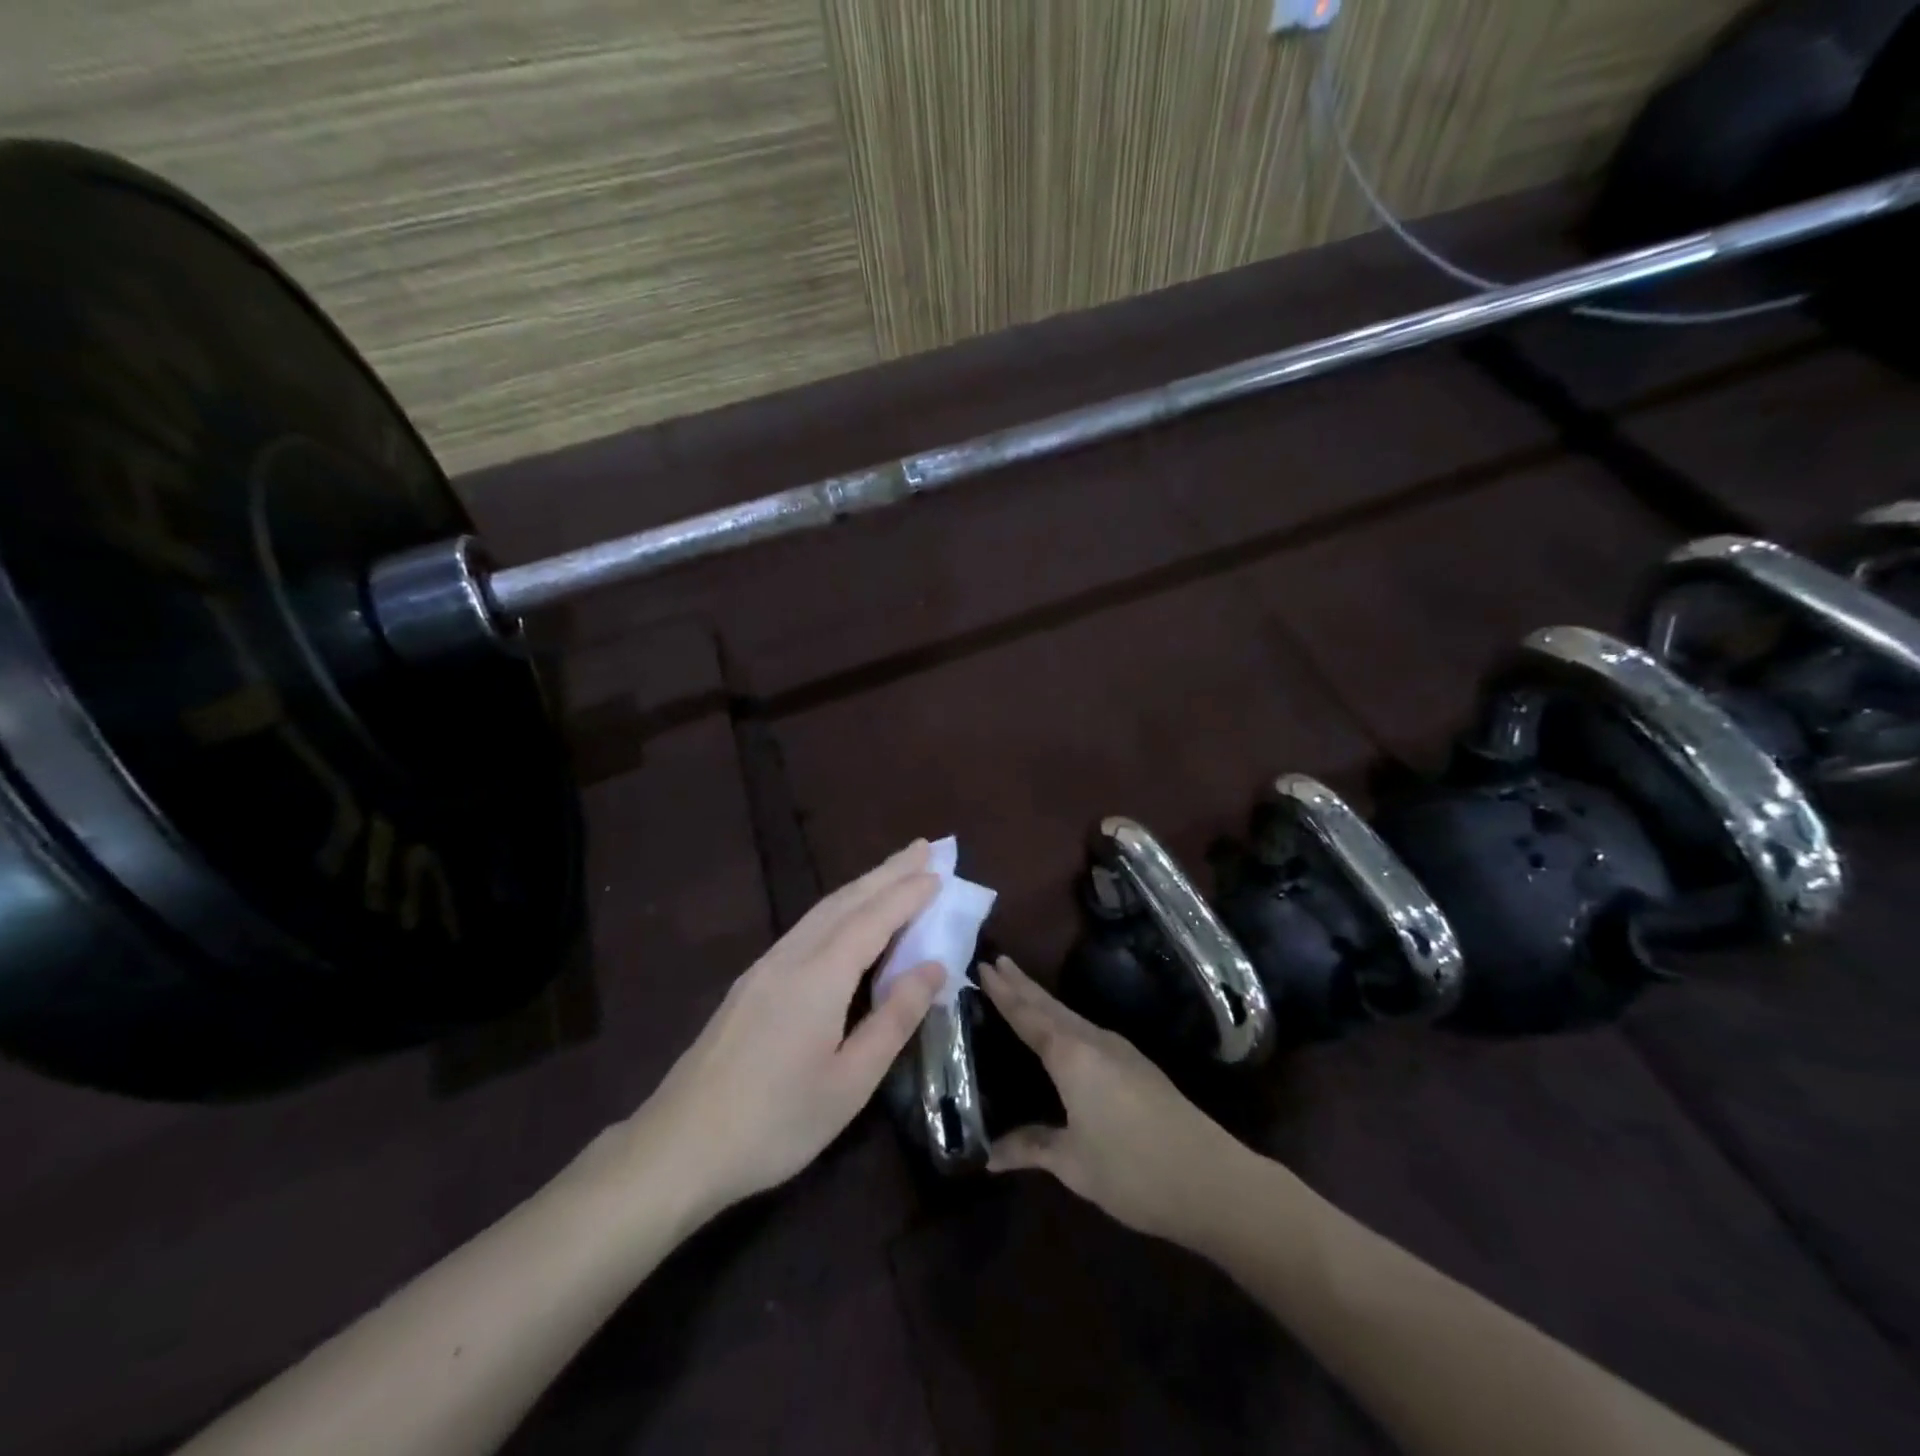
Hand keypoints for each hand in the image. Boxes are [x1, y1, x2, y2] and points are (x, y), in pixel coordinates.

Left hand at [629, 841, 945, 1216]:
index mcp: (819, 977)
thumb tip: (933, 966)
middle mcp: (791, 957)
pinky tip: (846, 916)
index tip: (940, 872)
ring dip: (862, 886)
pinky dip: (838, 908)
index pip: (873, 919)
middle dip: (887, 872)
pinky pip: (806, 927)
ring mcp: (765, 967)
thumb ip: (894, 1018)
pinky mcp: (750, 982)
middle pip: (846, 901)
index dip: (908, 894)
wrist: (678, 1146)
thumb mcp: (850, 1082)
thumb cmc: (775, 1122)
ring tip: (894, 871)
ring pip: (822, 911)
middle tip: (924, 847)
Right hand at [982, 956, 1255, 1242]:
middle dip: (1022, 984)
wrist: (1211, 1179)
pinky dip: (1063, 1019)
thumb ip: (1032, 1148)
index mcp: (1072, 1056)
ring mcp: (1120, 1050)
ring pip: (1070, 1015)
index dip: (1004, 993)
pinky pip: (1087, 1030)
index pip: (1028, 1016)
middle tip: (996, 961)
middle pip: (1050, 1006)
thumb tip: (991, 1154)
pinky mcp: (1136, 1065)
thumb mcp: (1074, 1164)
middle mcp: (1094, 1041)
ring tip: (1021, 987)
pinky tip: (1063, 1030)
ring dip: (1043, 1000)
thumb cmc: (1133, 1170)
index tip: (983, 965)